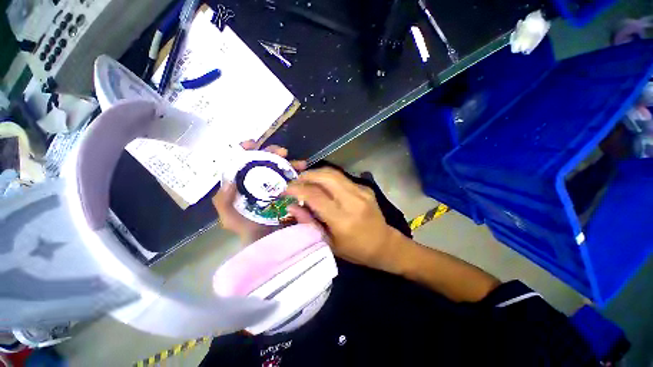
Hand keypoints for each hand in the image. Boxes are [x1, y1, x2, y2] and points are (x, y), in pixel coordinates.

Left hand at [212, 141, 306, 243]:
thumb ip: (224, 202)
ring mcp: (277, 188)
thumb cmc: (249, 231)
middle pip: (265, 163)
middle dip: (273, 153)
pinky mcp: (290, 193)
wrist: (271, 244)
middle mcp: (261, 183)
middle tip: (283, 152)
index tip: (252, 144)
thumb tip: (229, 179)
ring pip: (282, 169)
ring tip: (301, 163)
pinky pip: (294, 180)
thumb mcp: (230, 218)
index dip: (245, 151)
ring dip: (291, 163)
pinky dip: (299, 174)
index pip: (243, 163)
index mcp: (245, 186)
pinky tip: (304, 171)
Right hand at [285, 168, 404, 271]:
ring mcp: (361, 192)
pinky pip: (343, 178)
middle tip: (296, 180)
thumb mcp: (329, 243)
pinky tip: (324, 185)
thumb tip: (292, 207)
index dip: (297, 189)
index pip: (315, 196)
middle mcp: (353, 201)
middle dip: (307, 175)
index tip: (286, 189)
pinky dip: (329, 178)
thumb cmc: (355, 250)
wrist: (384, 244)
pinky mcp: (366, 188)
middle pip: (326, 177)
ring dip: (317, 173)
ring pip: (334, 173)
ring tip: (307, 179)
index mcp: (342, 220)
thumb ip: (309, 223)